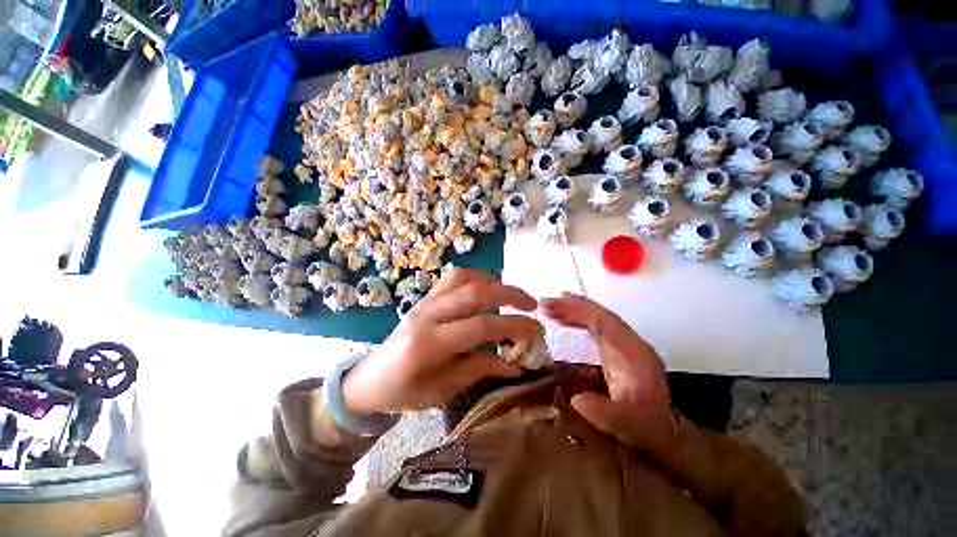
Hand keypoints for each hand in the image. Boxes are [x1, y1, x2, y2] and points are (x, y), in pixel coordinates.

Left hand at [342, 269, 541, 414]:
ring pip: (464, 278)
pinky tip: (487, 289)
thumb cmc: (405, 392)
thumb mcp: (444, 391)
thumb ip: (480, 369)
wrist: (370, 379)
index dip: (514, 325)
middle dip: (509, 294)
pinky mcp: (425, 298)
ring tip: (510, 295)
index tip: (536, 330)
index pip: (481, 326)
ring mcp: (425, 302)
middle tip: (531, 304)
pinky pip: (453, 278)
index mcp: (429, 345)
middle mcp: (427, 316)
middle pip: (474, 293)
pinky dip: (476, 278)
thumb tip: (514, 361)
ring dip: (492, 282)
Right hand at [540, 294, 677, 457]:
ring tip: (549, 307)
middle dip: (571, 306)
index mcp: (634, 353)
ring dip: (573, 309)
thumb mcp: (625, 424)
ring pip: (598, 316)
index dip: (577, 311)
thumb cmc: (643, 424)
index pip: (604, 322)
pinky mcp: (617, 345)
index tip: (552, 308)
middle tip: (544, 304)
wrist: (660, 426)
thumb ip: (604, 413)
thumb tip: (576, 399)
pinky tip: (563, 319)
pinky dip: (578, 318)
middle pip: (600, 313)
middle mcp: (630, 341)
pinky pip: (596, 324)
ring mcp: (625, 341)